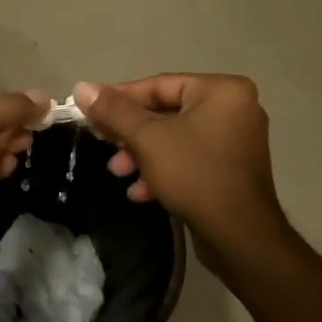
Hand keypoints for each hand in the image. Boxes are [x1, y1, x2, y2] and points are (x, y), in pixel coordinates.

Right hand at [75, 75, 287, 252]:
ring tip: (119, 173)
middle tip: (104, 145)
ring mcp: (236, 139)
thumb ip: (113, 110)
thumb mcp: (146, 138)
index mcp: (221, 90)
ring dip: (142, 154)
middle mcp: (234, 108)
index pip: (158, 85)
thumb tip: (81, 86)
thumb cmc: (194, 174)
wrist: (240, 236)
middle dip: (130, 134)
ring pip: (174, 138)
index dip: (119, 99)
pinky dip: (164, 169)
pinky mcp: (232, 168)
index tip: (90, 112)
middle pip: (166, 112)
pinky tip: (141, 192)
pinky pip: (190, 157)